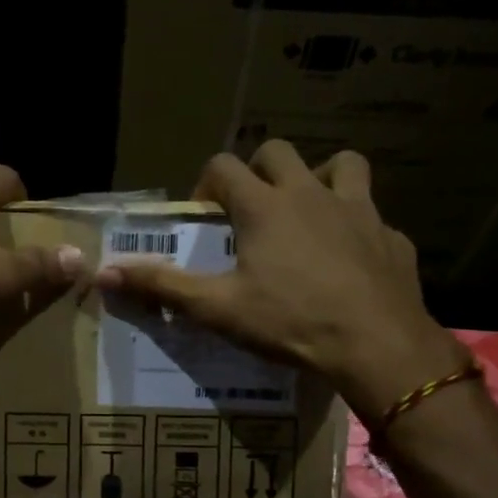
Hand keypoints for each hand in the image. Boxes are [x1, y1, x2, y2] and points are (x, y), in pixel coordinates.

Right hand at [96, 141, 465, 414]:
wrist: (377, 345)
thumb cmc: (290, 322)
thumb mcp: (217, 309)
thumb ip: (162, 286)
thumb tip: (105, 272)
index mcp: (265, 206)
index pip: (224, 166)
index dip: (206, 185)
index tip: (205, 218)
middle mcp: (311, 194)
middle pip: (278, 152)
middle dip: (258, 171)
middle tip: (250, 210)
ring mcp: (359, 211)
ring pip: (342, 164)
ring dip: (320, 178)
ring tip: (308, 213)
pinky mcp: (392, 236)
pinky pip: (372, 216)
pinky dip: (356, 227)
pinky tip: (349, 260)